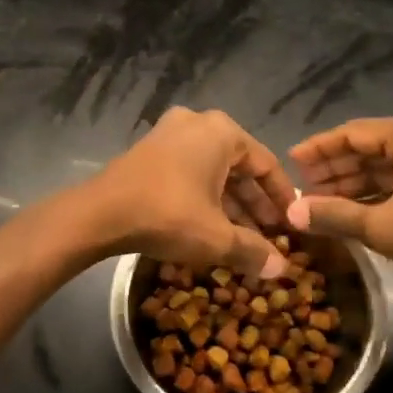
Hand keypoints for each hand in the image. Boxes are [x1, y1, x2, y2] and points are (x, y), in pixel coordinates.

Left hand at [81, 109, 295, 278]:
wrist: (100, 214)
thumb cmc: (168, 215)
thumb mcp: (217, 237)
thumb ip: (253, 250)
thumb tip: (281, 268)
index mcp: (221, 132)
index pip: (266, 164)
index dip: (281, 199)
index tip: (292, 225)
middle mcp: (198, 124)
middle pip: (239, 168)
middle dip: (255, 205)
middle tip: (270, 237)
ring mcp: (170, 134)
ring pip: (213, 172)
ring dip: (230, 204)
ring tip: (245, 239)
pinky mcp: (149, 151)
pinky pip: (189, 172)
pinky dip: (204, 197)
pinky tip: (212, 228)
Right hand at [287, 114, 392, 283]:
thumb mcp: (383, 226)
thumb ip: (334, 215)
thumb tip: (291, 213)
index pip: (353, 133)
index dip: (318, 149)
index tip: (290, 160)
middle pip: (371, 148)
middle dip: (335, 169)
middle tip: (301, 187)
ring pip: (388, 165)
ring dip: (355, 183)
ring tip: (320, 200)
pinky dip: (380, 192)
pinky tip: (355, 209)